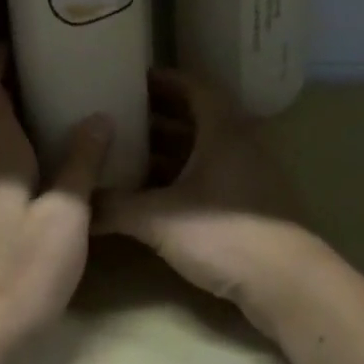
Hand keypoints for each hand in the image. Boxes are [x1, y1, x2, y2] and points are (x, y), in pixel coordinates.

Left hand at [0, 51, 110, 363]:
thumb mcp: (65, 218)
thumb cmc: (19, 272)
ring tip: (50, 120)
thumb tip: (98, 118)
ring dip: (10, 125)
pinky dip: (6, 157)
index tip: (20, 42)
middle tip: (52, 79)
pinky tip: (33, 174)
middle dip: (11, 89)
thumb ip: (81, 165)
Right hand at [96, 70, 324, 337]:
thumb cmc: (224, 234)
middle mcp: (238, 143)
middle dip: (157, 116)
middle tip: (118, 115)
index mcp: (222, 129)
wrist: (287, 284)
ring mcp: (247, 175)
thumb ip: (115, 207)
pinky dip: (180, 177)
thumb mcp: (160, 218)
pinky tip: (152, 193)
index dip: (163, 80)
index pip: (193, 87)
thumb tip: (76, 204)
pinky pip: (209, 176)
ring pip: (202, 150)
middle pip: (195, 118)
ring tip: (127, 152)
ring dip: (168, 150)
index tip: (130, 79)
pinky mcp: (250, 206)